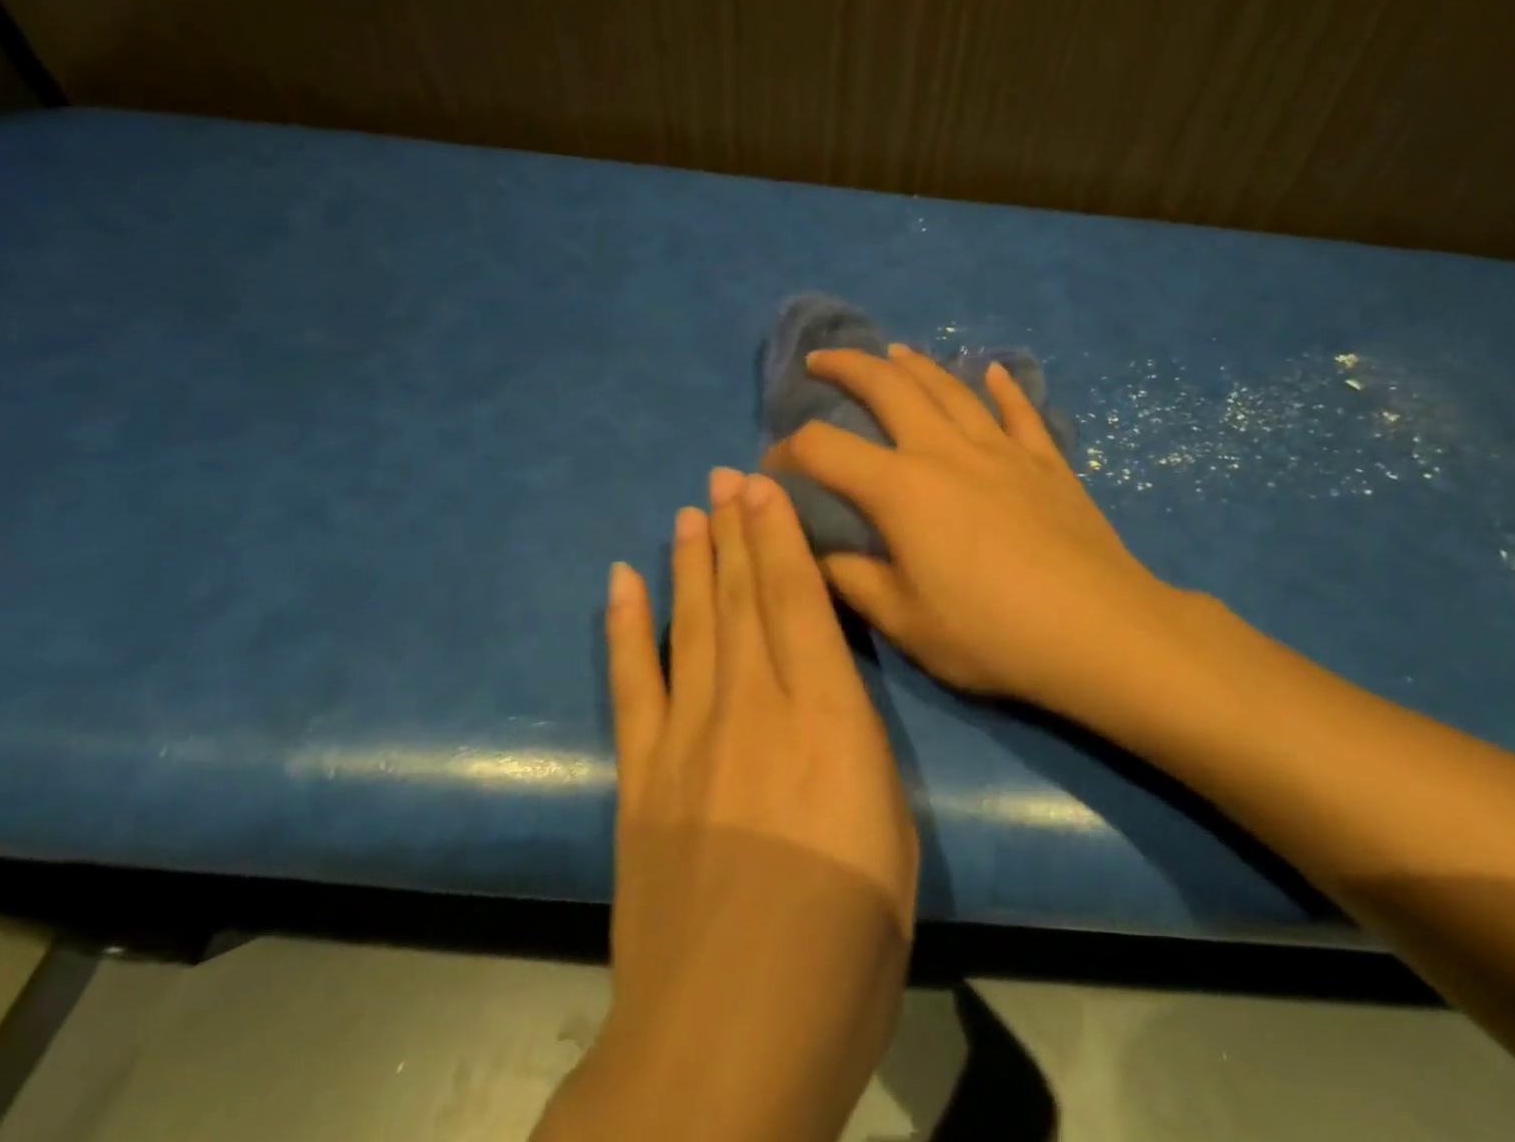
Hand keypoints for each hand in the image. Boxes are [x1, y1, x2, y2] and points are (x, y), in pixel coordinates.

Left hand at [542, 468, 918, 1141]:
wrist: (731, 1037)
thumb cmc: (848, 942)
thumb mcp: (893, 830)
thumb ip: (858, 746)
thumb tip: (831, 698)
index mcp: (825, 715)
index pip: (797, 599)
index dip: (779, 535)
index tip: (764, 486)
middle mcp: (753, 704)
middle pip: (741, 596)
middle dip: (735, 530)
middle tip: (724, 477)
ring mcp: (687, 736)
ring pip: (691, 623)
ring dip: (689, 562)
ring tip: (688, 513)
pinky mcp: (640, 777)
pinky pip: (631, 683)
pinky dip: (625, 627)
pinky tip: (622, 582)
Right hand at [763, 344, 1185, 709]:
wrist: (1097, 631)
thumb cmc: (993, 633)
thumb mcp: (905, 621)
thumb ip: (852, 580)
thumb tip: (813, 554)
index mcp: (902, 489)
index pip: (825, 449)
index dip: (788, 450)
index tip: (772, 465)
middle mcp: (946, 451)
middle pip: (888, 387)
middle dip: (847, 366)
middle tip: (821, 360)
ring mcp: (1001, 449)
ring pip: (950, 387)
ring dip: (915, 364)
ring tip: (893, 352)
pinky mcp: (1045, 461)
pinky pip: (1020, 411)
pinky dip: (1004, 387)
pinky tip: (994, 371)